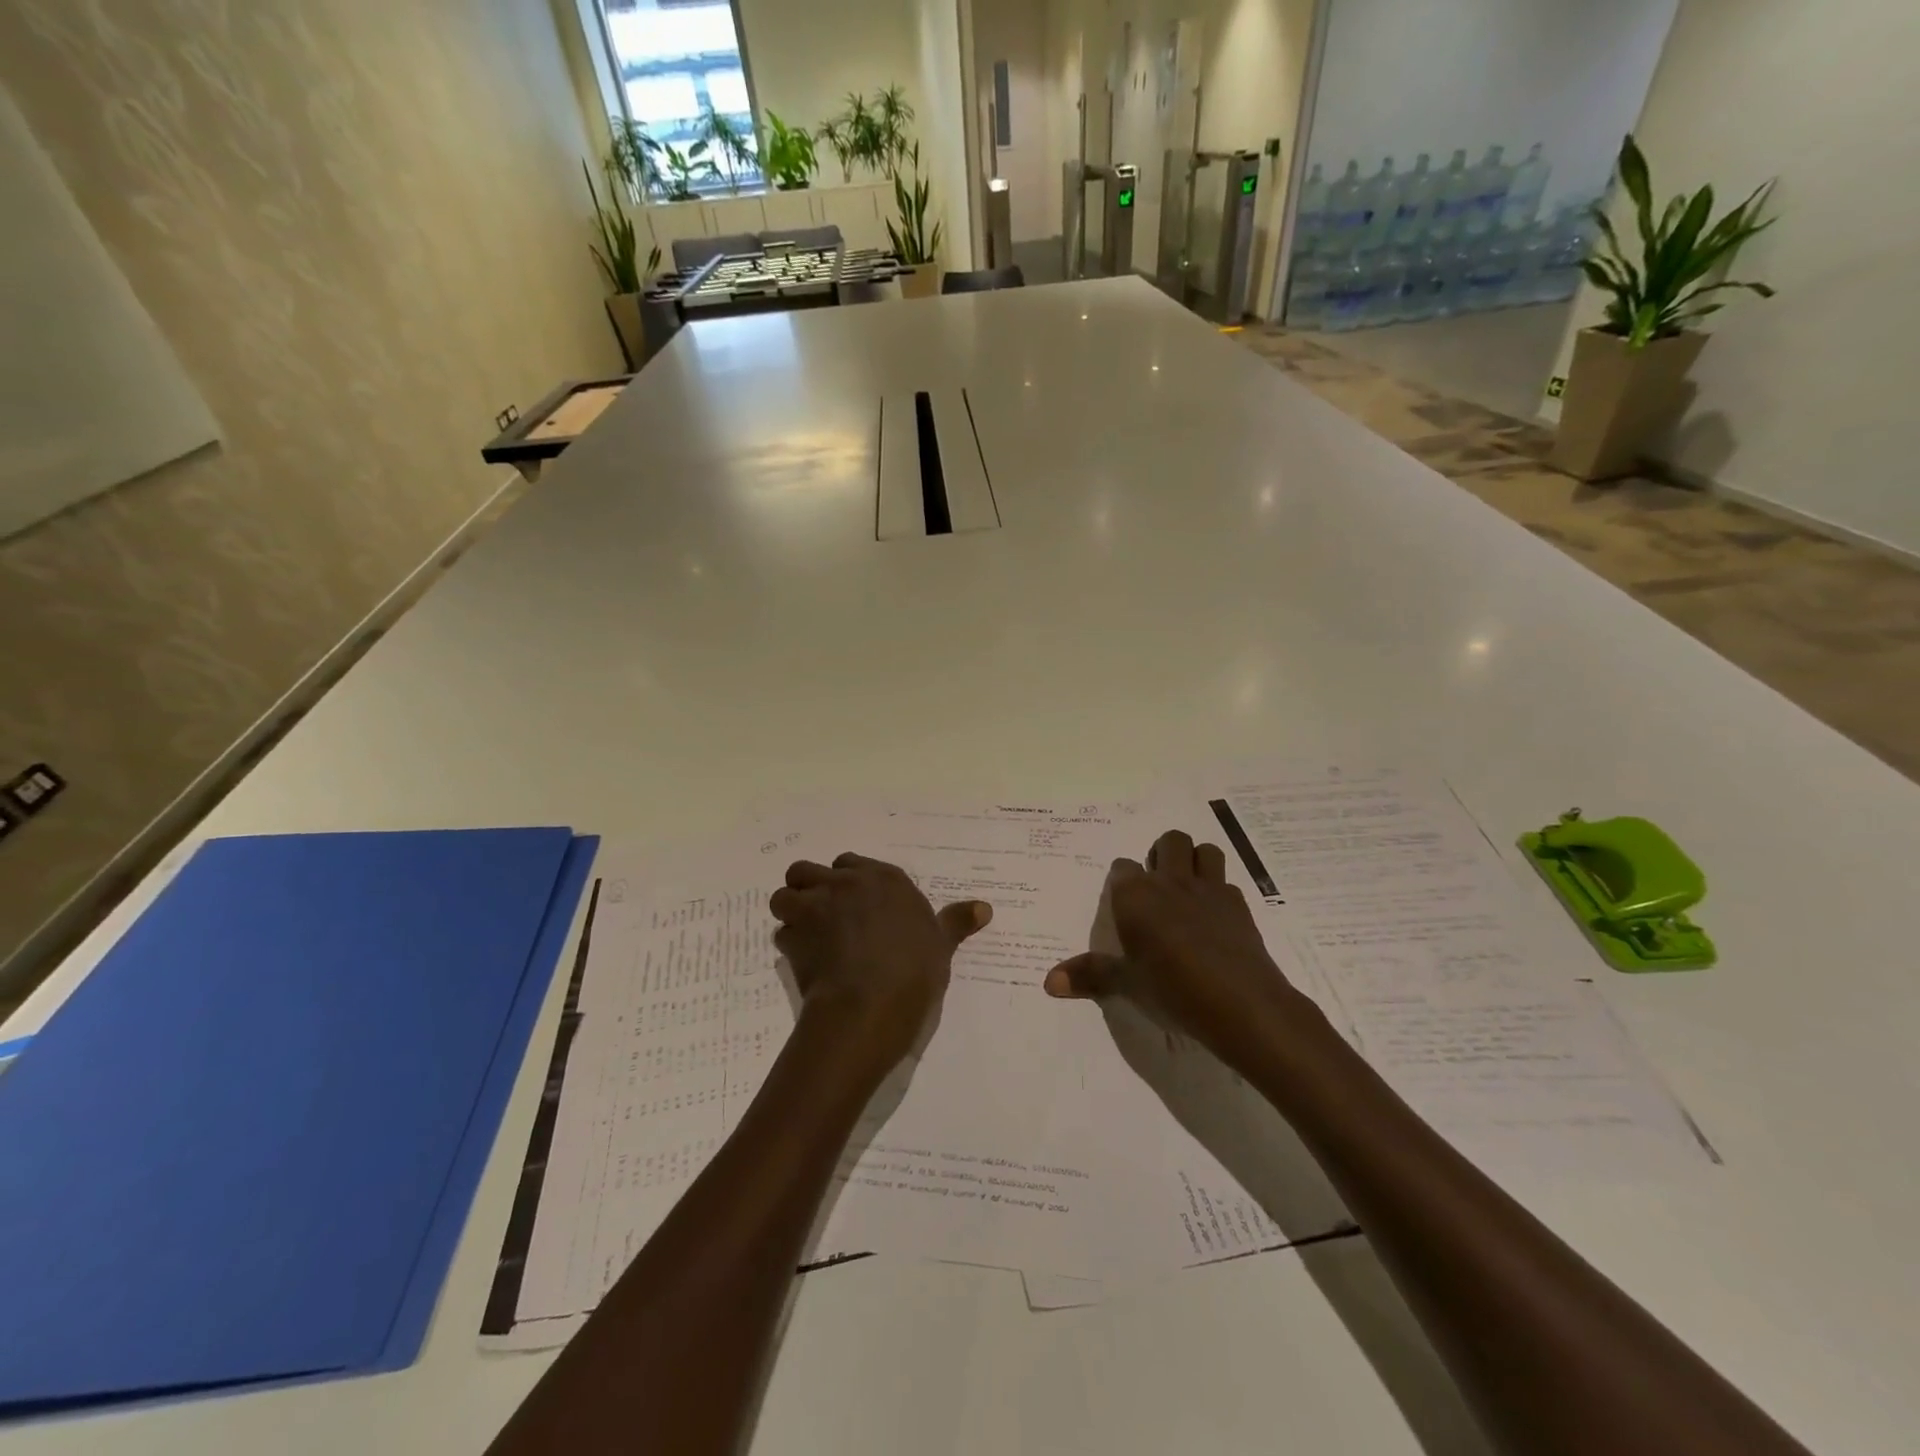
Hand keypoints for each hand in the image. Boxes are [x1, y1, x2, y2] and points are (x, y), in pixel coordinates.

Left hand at [770, 853, 991, 1074]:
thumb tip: (985, 908)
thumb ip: (957, 922)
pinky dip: (789, 943)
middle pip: (808, 870)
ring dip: (791, 912)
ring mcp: (814, 908)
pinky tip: (804, 962)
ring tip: (806, 935)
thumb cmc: (913, 970)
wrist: (870, 1004)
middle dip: (810, 888)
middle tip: (824, 915)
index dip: (848, 882)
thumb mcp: (942, 945)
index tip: (856, 903)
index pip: (850, 863)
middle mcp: (843, 884)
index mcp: (882, 879)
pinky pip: (781, 932)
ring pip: (785, 895)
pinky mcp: (793, 938)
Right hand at [1043, 829, 1309, 1066]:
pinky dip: (1219, 892)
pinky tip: (1215, 917)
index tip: (1123, 900)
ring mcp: (1210, 889)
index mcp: (1136, 895)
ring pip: (1205, 851)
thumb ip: (1089, 975)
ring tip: (1188, 888)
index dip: (1123, 880)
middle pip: (1169, 841)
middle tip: (1157, 884)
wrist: (1240, 1003)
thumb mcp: (1126, 984)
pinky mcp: (1239, 905)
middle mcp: (1171, 881)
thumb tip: (1048, 982)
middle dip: (1162, 853)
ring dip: (1196, 860)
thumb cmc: (1172, 989)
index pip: (1122, 867)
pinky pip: (1227, 883)